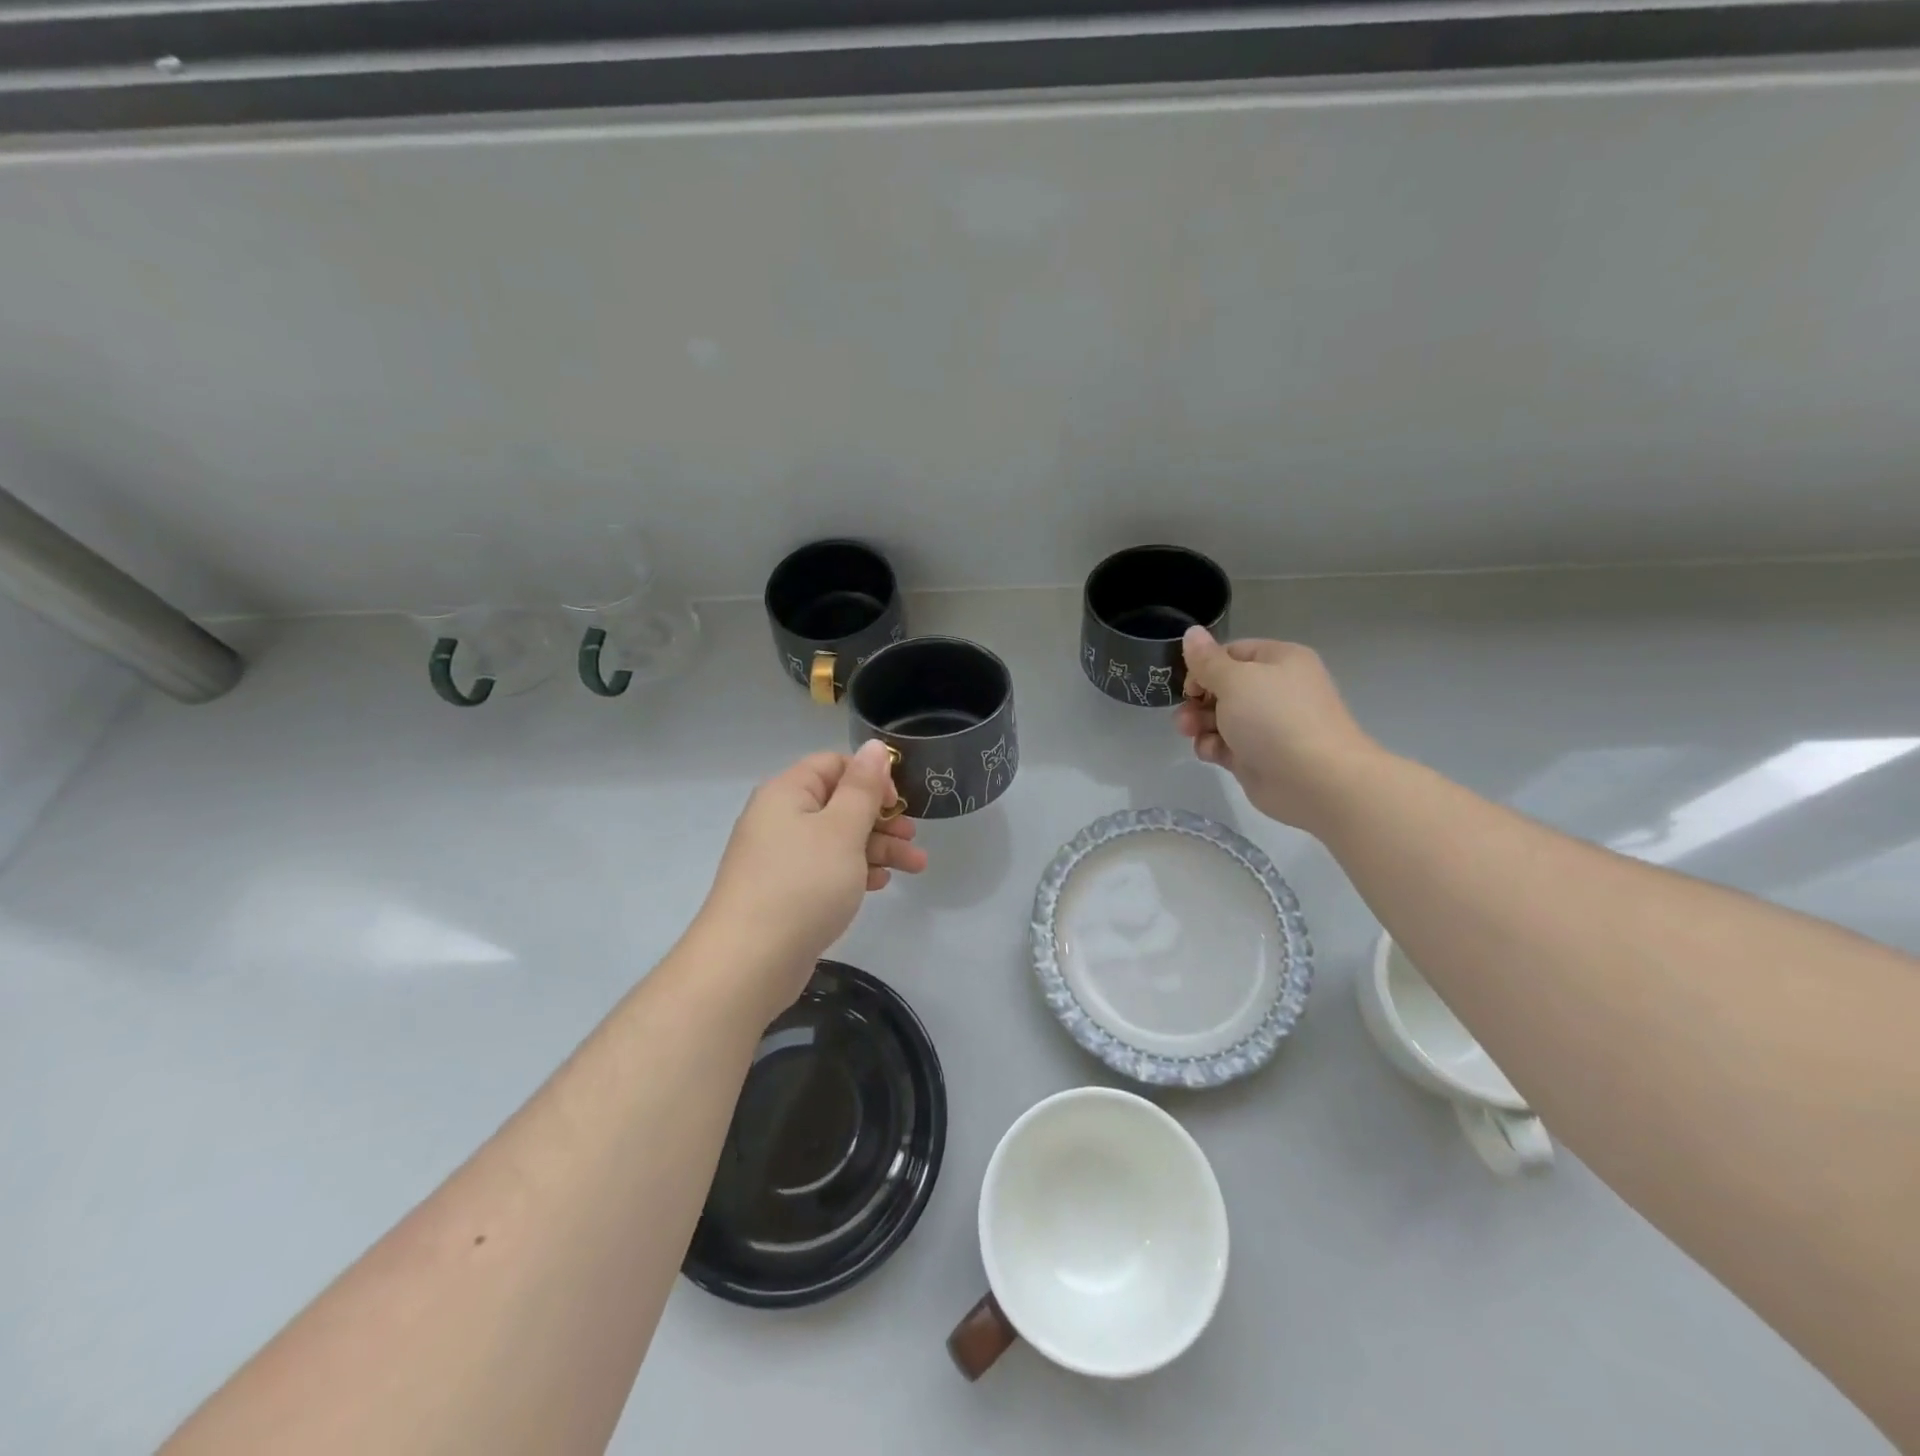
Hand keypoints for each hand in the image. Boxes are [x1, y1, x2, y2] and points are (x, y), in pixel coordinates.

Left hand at [695, 741, 927, 1013]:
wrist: (748, 962)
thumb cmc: (802, 884)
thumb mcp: (842, 830)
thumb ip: (863, 788)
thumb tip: (874, 747)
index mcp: (787, 793)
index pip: (833, 765)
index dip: (870, 777)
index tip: (897, 802)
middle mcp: (780, 818)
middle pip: (839, 804)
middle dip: (881, 818)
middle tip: (913, 837)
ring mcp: (781, 857)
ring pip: (837, 840)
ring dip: (877, 848)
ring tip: (915, 867)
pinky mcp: (785, 891)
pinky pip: (826, 869)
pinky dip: (854, 872)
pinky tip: (879, 885)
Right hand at [1175, 626, 1380, 832]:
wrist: (1315, 780)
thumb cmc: (1275, 718)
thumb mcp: (1235, 680)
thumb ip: (1207, 660)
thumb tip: (1191, 632)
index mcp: (1280, 661)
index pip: (1233, 653)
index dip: (1205, 666)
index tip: (1189, 686)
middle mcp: (1276, 690)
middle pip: (1223, 687)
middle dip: (1198, 700)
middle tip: (1185, 716)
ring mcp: (1268, 725)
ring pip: (1221, 718)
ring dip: (1199, 724)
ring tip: (1190, 733)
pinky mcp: (1259, 756)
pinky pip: (1227, 744)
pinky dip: (1214, 747)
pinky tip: (1211, 753)